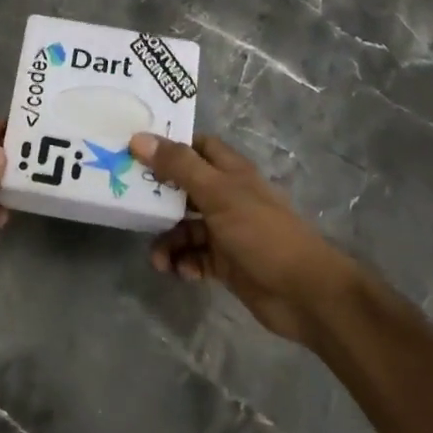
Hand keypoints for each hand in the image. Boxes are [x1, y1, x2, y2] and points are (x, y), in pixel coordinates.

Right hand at [131, 131, 354, 346]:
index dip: (168, 145)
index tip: (134, 149)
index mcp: (230, 172)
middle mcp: (227, 197)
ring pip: (186, 227)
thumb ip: (179, 166)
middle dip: (158, 197)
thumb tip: (138, 138)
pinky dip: (184, 263)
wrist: (305, 293)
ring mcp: (227, 231)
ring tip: (158, 259)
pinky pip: (195, 257)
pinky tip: (181, 273)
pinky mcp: (226, 264)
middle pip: (184, 188)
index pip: (196, 146)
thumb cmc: (262, 232)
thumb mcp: (218, 193)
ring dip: (168, 240)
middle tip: (128, 202)